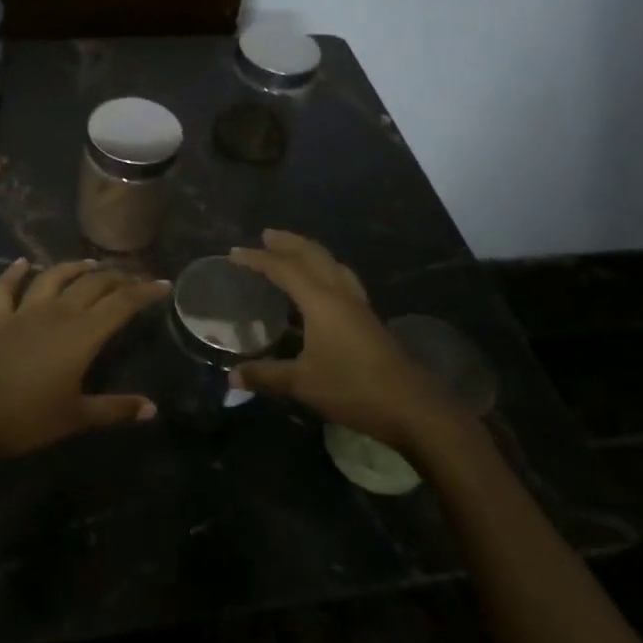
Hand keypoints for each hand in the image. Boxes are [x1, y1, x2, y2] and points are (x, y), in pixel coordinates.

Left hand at [0, 258, 170, 457]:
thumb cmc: (28, 418)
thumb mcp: (77, 417)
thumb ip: (115, 409)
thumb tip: (152, 408)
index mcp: (82, 334)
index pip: (121, 304)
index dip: (144, 292)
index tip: (163, 284)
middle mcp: (57, 313)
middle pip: (92, 284)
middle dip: (116, 277)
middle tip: (133, 276)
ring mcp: (23, 312)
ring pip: (53, 278)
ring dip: (73, 267)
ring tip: (89, 264)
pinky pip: (5, 288)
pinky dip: (14, 273)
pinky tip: (22, 263)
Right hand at [227, 230, 446, 447]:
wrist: (410, 406)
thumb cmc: (352, 388)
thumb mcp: (302, 383)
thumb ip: (266, 375)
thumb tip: (232, 377)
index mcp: (321, 301)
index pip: (284, 269)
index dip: (258, 259)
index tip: (234, 253)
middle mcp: (340, 293)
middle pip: (313, 255)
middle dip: (288, 242)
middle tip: (265, 236)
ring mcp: (358, 305)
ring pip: (332, 264)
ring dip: (309, 253)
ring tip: (291, 252)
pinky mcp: (368, 318)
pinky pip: (341, 279)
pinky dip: (324, 271)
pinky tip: (320, 287)